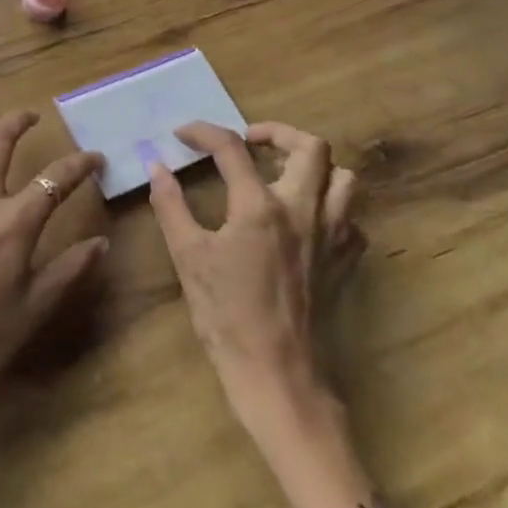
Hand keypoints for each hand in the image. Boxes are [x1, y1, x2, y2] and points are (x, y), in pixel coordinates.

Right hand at [146, 121, 362, 437]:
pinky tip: (305, 220)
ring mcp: (332, 236)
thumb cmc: (227, 316)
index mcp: (259, 206)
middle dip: (277, 133)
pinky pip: (351, 219)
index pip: (231, 148)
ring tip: (282, 173)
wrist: (279, 376)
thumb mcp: (188, 258)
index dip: (203, 132)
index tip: (182, 134)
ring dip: (313, 166)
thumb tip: (156, 167)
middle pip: (311, 146)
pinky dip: (331, 207)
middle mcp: (303, 210)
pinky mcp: (345, 262)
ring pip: (343, 178)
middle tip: (249, 142)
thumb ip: (170, 206)